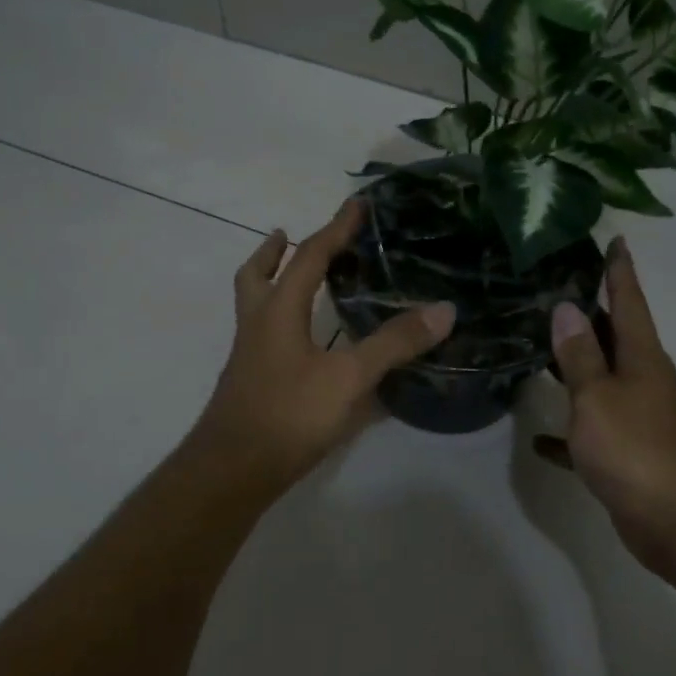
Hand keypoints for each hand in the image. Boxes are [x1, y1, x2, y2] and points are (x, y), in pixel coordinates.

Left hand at [189, 198, 456, 490]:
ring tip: (293, 279)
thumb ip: (394, 344)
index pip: (309, 256)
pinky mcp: (250, 382)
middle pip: (257, 275)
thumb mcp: (349, 378)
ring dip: (271, 283)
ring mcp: (249, 356)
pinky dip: (280, 320)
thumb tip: (443, 309)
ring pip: (255, 305)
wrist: (232, 471)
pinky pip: (263, 335)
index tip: (356, 204)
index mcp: (278, 310)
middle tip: (288, 235)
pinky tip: (303, 343)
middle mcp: (258, 325)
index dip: (336, 228)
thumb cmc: (289, 414)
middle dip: (274, 252)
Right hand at [536, 237, 675, 580]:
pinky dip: (568, 431)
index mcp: (641, 357)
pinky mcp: (628, 453)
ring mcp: (638, 417)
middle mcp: (643, 380)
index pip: (629, 300)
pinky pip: (591, 431)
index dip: (619, 270)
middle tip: (555, 287)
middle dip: (592, 312)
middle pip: (615, 336)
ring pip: (602, 380)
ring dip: (577, 365)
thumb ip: (579, 355)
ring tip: (539, 345)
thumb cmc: (635, 449)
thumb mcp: (597, 397)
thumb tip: (566, 307)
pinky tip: (539, 436)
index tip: (615, 239)